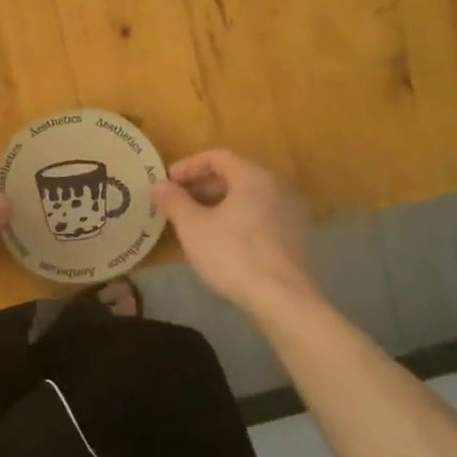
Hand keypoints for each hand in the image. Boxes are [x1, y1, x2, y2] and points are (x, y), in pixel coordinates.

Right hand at [151, 148, 319, 314]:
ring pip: (249, 196)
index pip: (218, 157)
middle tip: (178, 201)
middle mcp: (278, 186)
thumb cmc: (232, 254)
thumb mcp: (192, 227)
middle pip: (235, 175)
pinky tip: (222, 238)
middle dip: (203, 185)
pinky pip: (262, 214)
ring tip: (196, 220)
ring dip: (219, 202)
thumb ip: (174, 201)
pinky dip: (238, 217)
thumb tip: (159, 185)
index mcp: (254, 177)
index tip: (168, 181)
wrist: (281, 298)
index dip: (189, 166)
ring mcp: (292, 211)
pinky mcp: (297, 236)